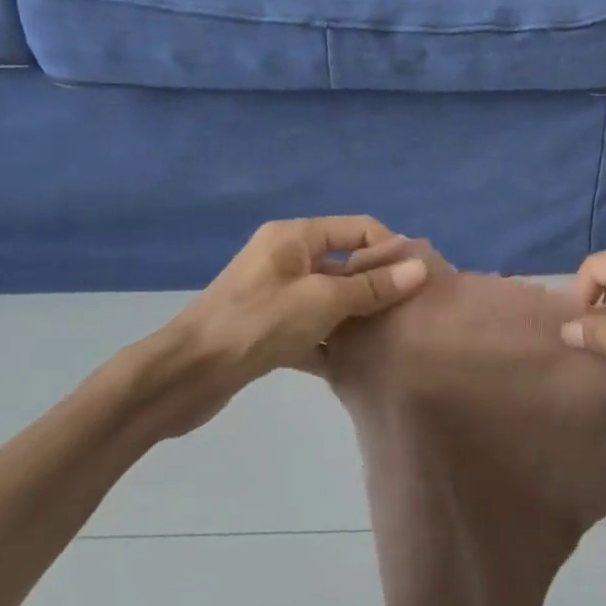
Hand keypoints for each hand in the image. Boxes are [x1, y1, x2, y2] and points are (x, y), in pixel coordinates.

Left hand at [143, 217, 427, 437]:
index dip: (391, 249)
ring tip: (395, 337)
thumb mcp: (321, 301)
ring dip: (360, 314)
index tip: (420, 281)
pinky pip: (314, 325)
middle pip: (347, 262)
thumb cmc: (256, 325)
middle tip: (414, 312)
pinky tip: (359, 362)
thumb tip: (420, 268)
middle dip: (380, 284)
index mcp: (295, 237)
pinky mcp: (270, 327)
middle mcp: (286, 257)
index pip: (359, 229)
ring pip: (332, 297)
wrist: (184, 377)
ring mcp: (277, 293)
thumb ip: (372, 286)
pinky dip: (334, 339)